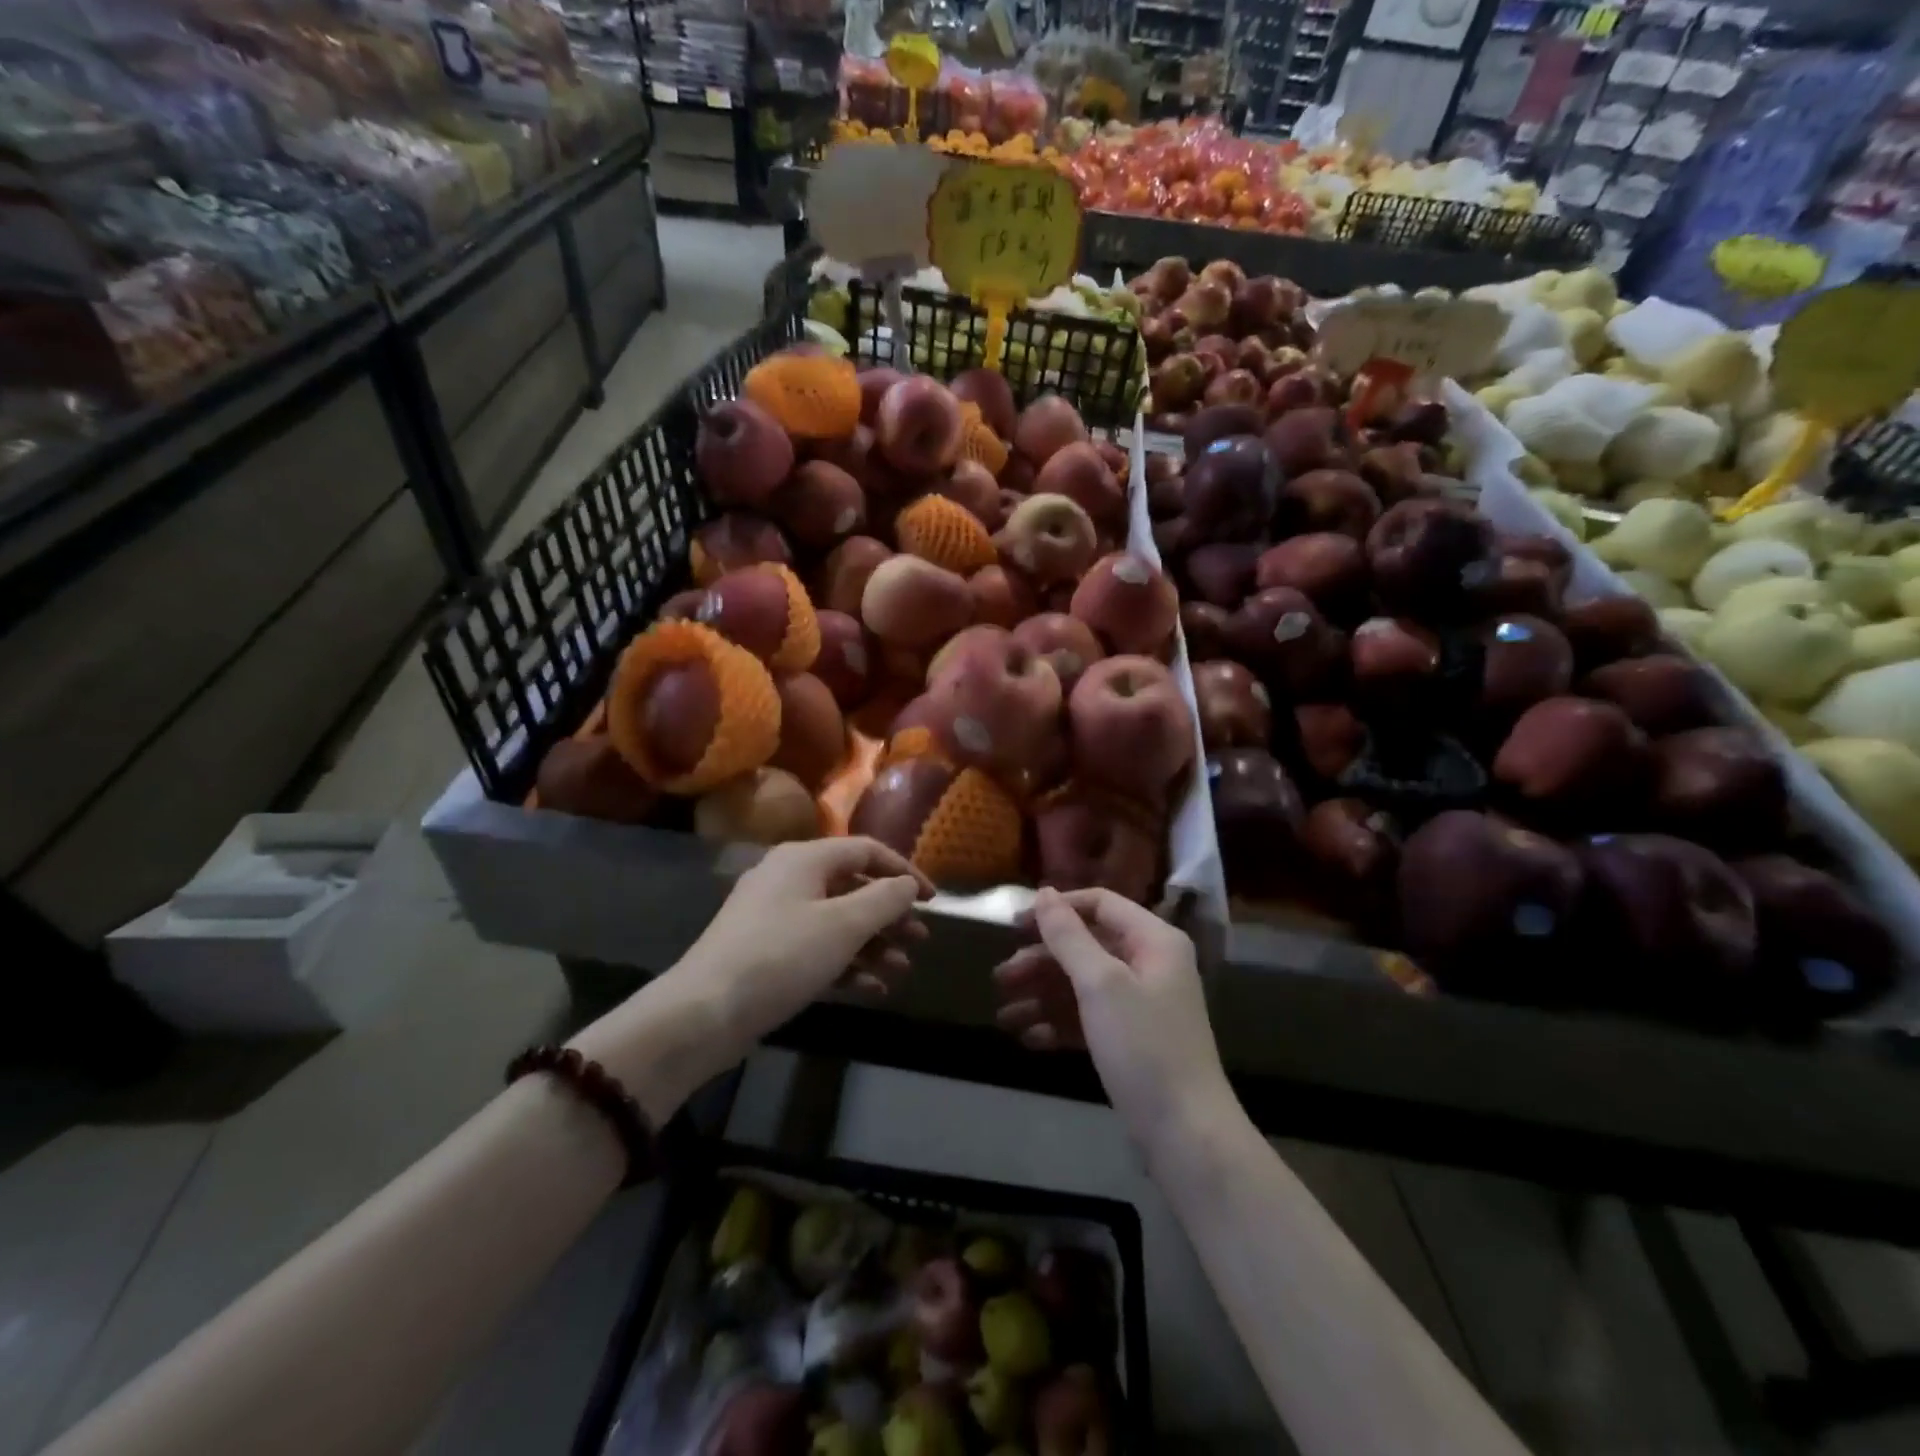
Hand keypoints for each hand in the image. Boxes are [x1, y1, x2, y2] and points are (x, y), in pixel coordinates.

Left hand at [573, 838, 930, 1117]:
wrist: (703, 1013)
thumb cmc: (780, 957)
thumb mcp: (842, 926)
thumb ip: (884, 900)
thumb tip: (908, 885)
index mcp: (805, 859)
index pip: (866, 851)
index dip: (904, 871)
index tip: (933, 900)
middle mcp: (789, 879)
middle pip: (853, 886)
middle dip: (890, 914)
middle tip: (920, 939)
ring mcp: (775, 917)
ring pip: (837, 921)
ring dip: (873, 944)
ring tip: (902, 970)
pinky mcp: (767, 952)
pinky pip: (817, 947)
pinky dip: (847, 963)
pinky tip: (873, 989)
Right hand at [994, 887, 1231, 1151]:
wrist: (1185, 1134)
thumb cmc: (1144, 1046)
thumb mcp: (1101, 984)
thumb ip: (1069, 936)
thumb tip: (1044, 892)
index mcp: (1153, 940)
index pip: (1099, 904)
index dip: (1057, 910)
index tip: (1015, 926)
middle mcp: (1149, 965)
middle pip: (1085, 947)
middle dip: (1041, 961)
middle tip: (1000, 978)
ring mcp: (1140, 1005)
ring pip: (1081, 985)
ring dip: (1042, 996)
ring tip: (1004, 1016)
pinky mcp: (1129, 1040)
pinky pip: (1087, 1018)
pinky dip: (1058, 1024)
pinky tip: (1029, 1038)